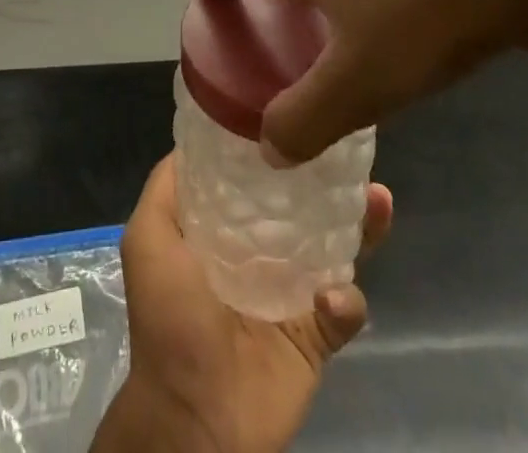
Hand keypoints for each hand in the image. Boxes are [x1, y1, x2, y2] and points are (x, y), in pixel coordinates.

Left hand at [92, 153, 392, 452]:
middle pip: (301, 206)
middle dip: (328, 179)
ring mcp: (291, 293)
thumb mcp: (149, 237)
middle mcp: (260, 252)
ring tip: (379, 198)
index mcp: (223, 228)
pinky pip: (343, 309)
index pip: (255, 178)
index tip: (298, 110)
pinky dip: (344, 301)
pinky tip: (334, 295)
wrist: (194, 417)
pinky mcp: (315, 336)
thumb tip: (195, 140)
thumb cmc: (168, 317)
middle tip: (350, 151)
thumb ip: (166, 187)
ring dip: (360, 225)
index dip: (274, 146)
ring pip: (334, 249)